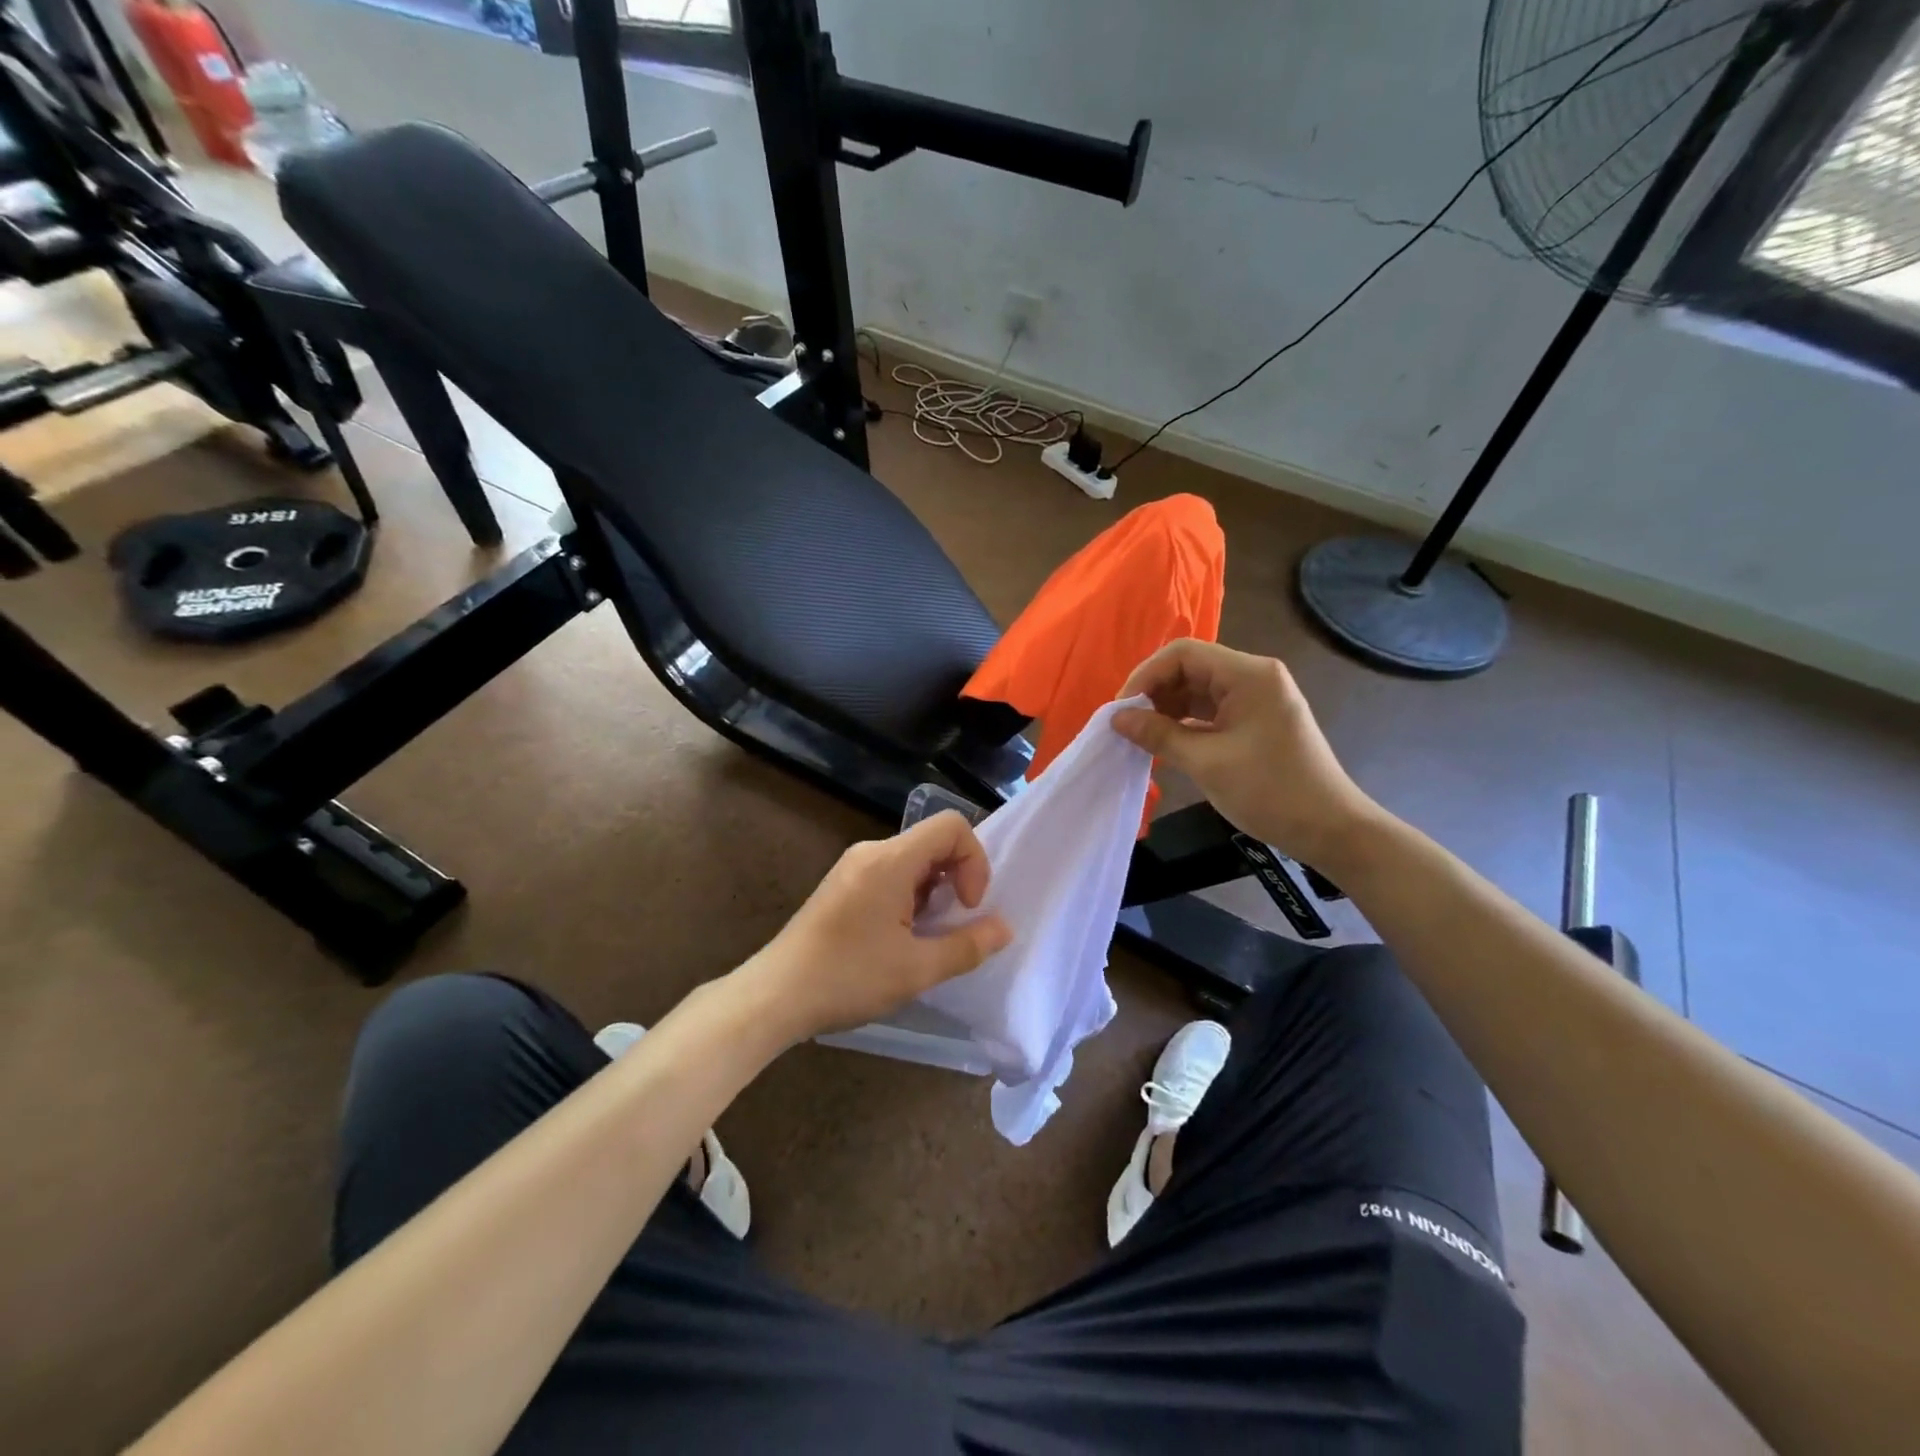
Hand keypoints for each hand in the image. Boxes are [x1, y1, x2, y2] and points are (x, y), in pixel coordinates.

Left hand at [742, 811, 1012, 1040]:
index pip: (951, 826)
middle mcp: (871, 852)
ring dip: (932, 892)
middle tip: (950, 926)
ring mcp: (853, 867)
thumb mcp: (917, 969)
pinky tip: (898, 939)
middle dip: (955, 879)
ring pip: (912, 860)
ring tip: (924, 938)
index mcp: (891, 859)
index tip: (966, 905)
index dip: (974, 860)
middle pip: (932, 842)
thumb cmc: (848, 977)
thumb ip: (967, 946)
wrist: (774, 995)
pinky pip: (890, 874)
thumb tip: (1004, 928)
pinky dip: (909, 897)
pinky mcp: (842, 885)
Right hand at [1113, 639, 1380, 869]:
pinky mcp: (1255, 720)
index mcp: (1248, 674)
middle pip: (1190, 668)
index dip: (1146, 676)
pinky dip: (1185, 723)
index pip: (1183, 654)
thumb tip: (1117, 719)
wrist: (1328, 828)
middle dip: (1154, 693)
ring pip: (1198, 690)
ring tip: (1141, 736)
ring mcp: (1256, 698)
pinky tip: (1165, 743)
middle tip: (1127, 726)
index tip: (1121, 710)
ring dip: (1167, 709)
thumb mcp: (1206, 762)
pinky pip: (1211, 710)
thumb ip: (1158, 735)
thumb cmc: (1269, 790)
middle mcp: (1254, 676)